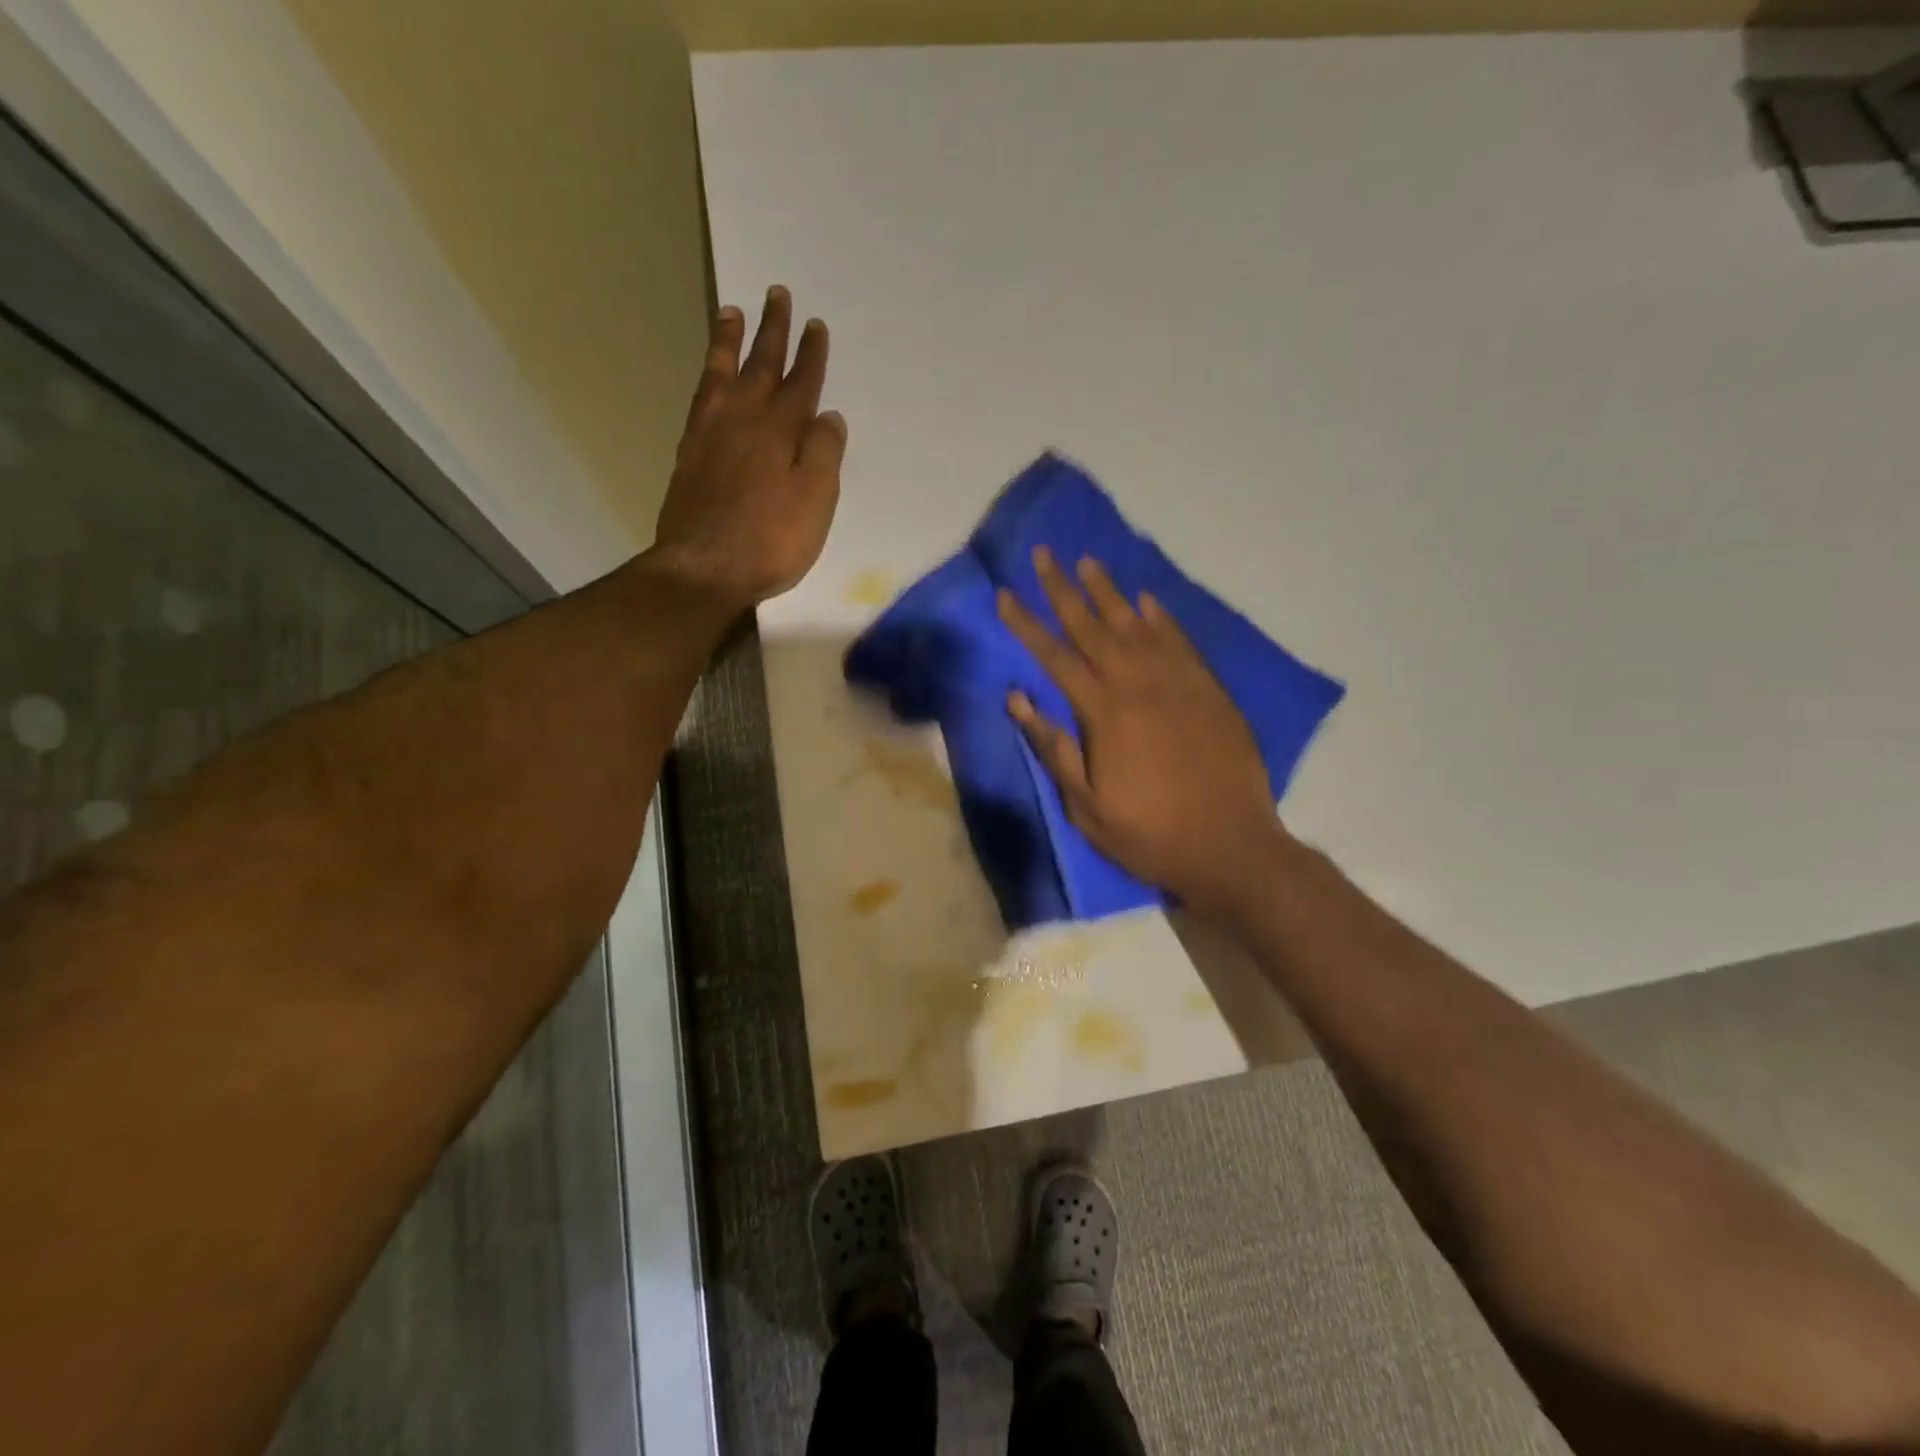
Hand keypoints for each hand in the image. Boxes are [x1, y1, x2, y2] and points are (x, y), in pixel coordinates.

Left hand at [650, 286, 845, 609]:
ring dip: (729, 342)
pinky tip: (710, 377)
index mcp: (780, 431)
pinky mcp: (689, 455)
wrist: (705, 568)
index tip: (816, 325)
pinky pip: (700, 400)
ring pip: (722, 375)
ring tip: (731, 311)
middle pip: (760, 366)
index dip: (811, 355)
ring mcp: (710, 435)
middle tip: (777, 294)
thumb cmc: (771, 539)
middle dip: (772, 331)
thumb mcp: (815, 499)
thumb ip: (824, 453)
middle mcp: (744, 421)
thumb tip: (828, 415)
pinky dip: (707, 379)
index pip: (801, 383)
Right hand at [998, 548, 1290, 916]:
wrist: (1230, 847)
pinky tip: (1147, 600)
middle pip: (1093, 627)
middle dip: (1062, 589)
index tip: (1004, 594)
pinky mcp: (1210, 691)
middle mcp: (1139, 685)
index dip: (1026, 624)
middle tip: (1044, 554)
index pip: (1055, 657)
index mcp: (1104, 713)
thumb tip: (1018, 698)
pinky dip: (1162, 618)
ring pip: (1137, 625)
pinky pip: (1181, 642)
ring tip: (1088, 561)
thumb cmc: (1149, 834)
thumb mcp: (1086, 806)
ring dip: (1109, 592)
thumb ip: (1053, 748)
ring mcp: (1179, 683)